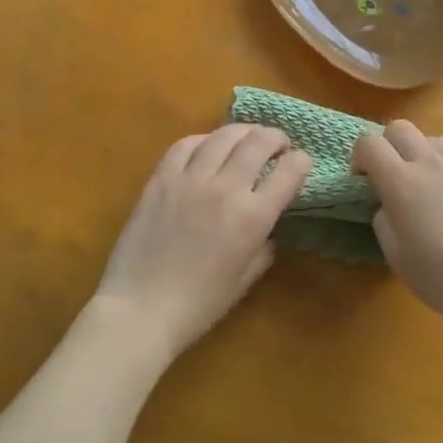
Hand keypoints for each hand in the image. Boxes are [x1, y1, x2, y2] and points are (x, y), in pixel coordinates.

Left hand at [94, 125, 311, 360]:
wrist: (140, 310)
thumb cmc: (198, 305)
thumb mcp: (245, 279)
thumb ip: (264, 246)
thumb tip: (268, 225)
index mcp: (253, 217)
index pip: (290, 171)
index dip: (302, 161)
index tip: (301, 163)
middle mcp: (226, 189)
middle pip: (259, 141)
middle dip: (276, 137)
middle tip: (278, 145)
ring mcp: (190, 179)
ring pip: (224, 135)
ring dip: (243, 132)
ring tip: (247, 138)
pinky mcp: (161, 178)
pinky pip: (185, 144)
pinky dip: (203, 140)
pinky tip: (207, 147)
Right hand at [352, 120, 442, 327]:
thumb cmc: (442, 276)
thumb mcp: (397, 257)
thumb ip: (384, 221)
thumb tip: (387, 206)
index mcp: (401, 181)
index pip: (369, 143)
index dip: (360, 156)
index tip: (364, 181)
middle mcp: (430, 163)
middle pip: (400, 127)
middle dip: (388, 145)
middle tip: (392, 177)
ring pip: (432, 140)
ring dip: (421, 156)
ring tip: (428, 189)